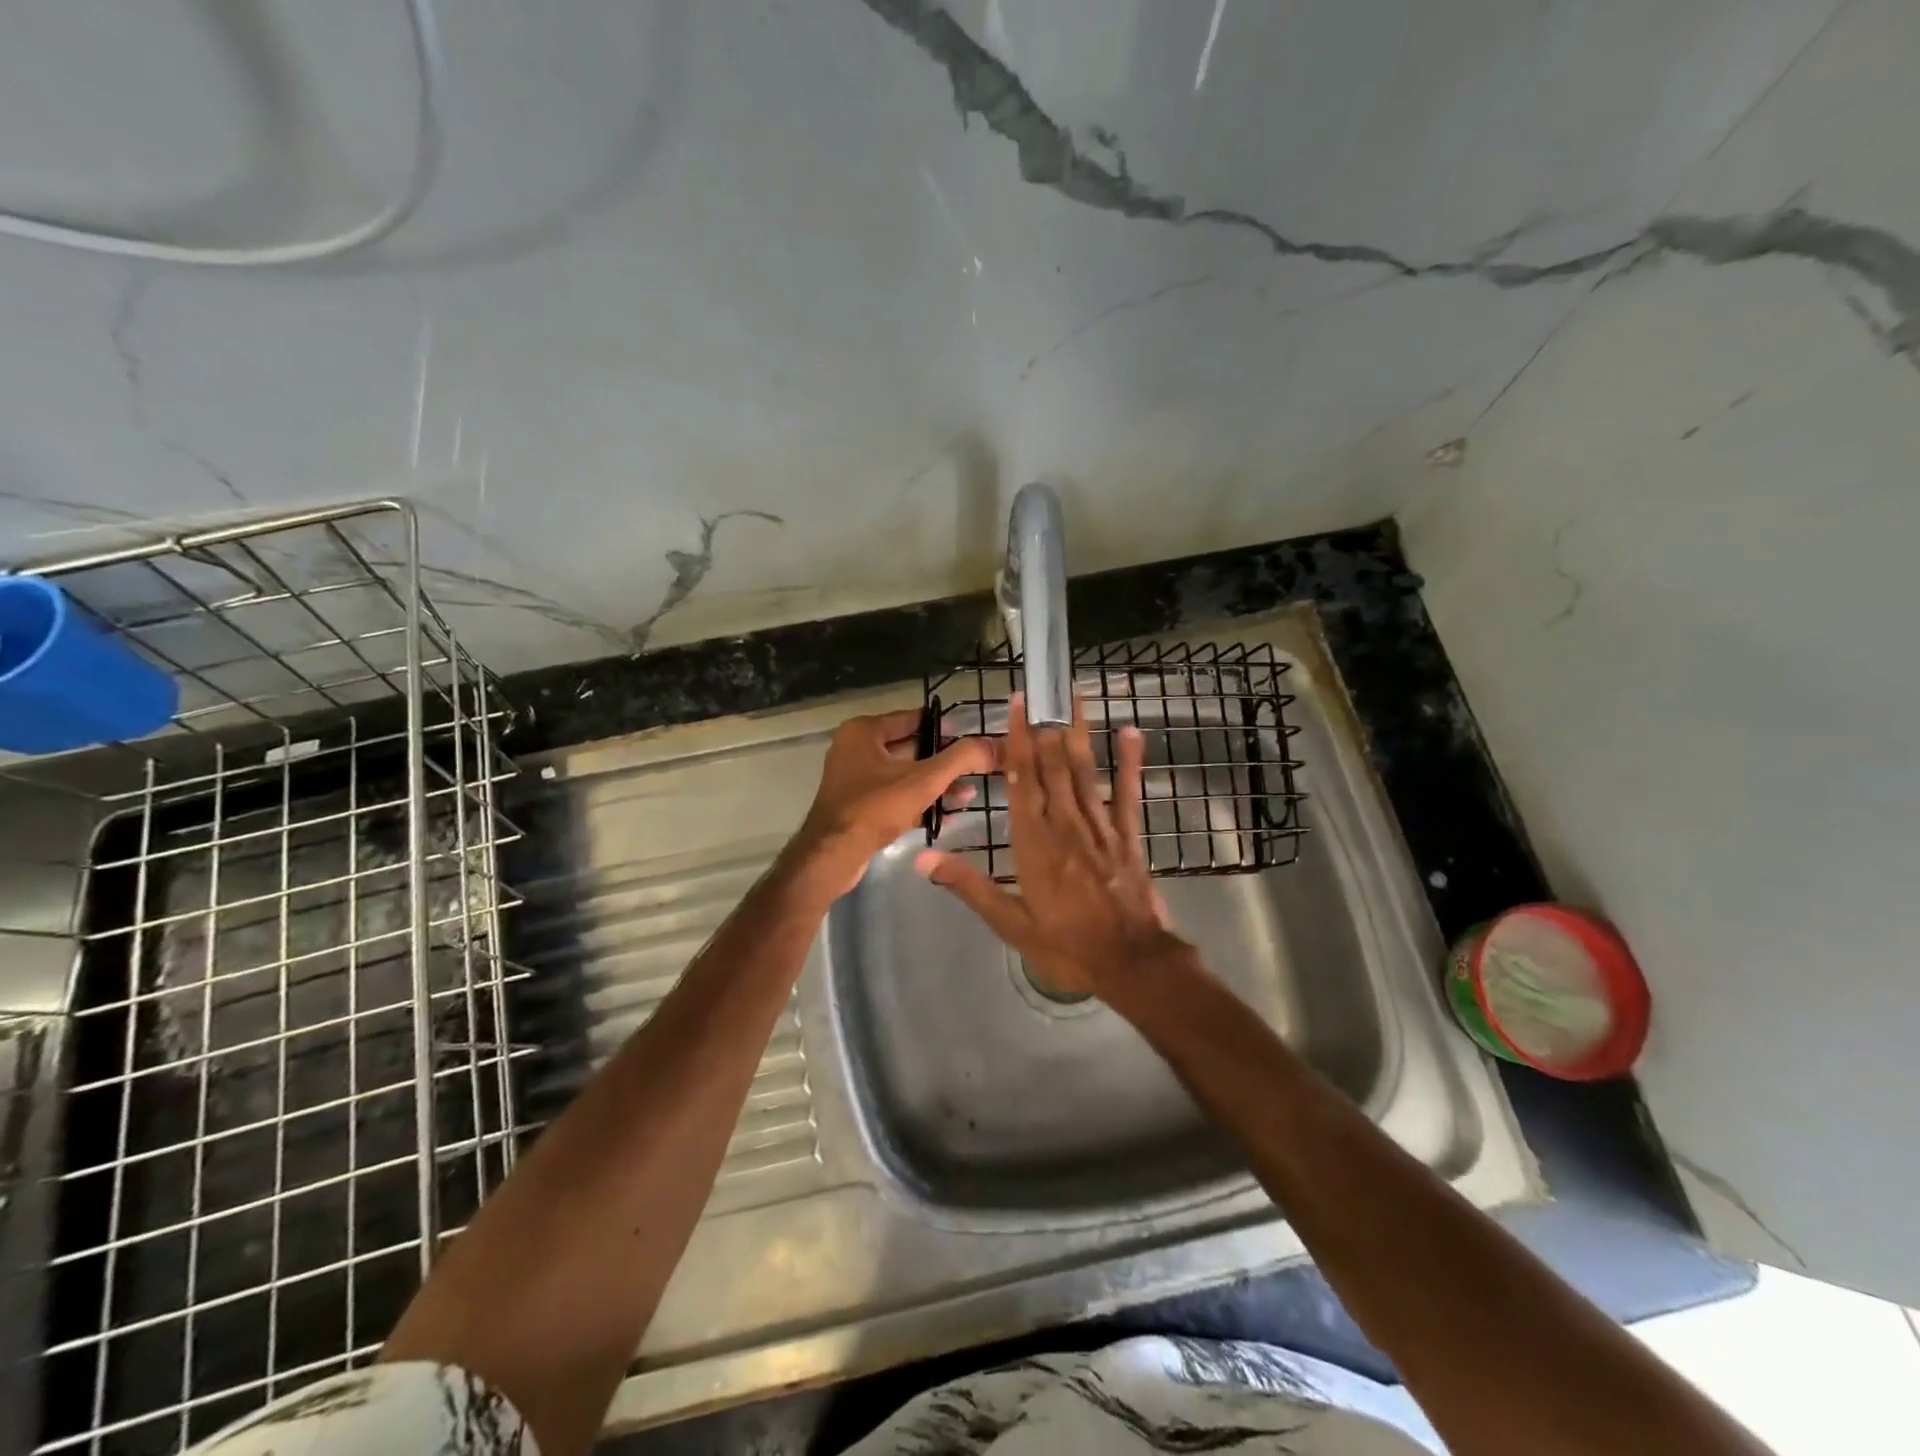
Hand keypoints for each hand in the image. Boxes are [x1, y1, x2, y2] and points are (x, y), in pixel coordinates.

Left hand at [789, 708, 994, 900]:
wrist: (833, 855)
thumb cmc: (875, 807)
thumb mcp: (924, 780)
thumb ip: (960, 759)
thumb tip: (994, 745)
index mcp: (864, 731)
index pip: (912, 718)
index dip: (944, 726)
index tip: (972, 737)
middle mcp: (856, 749)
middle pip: (910, 748)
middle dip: (944, 761)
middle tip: (976, 768)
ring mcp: (856, 779)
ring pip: (904, 775)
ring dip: (935, 784)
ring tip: (969, 794)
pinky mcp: (859, 806)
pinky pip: (896, 796)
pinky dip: (919, 802)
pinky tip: (948, 814)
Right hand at [915, 693, 1184, 996]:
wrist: (1131, 963)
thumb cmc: (1066, 946)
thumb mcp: (1010, 923)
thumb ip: (969, 885)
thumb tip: (923, 858)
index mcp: (1034, 842)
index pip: (1022, 780)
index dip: (1018, 740)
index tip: (1018, 705)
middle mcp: (1066, 824)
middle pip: (1053, 766)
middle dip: (1045, 726)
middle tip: (1044, 689)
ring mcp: (1100, 827)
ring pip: (1085, 771)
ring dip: (1078, 732)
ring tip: (1075, 697)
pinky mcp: (1128, 836)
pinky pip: (1127, 793)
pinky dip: (1130, 762)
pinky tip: (1131, 732)